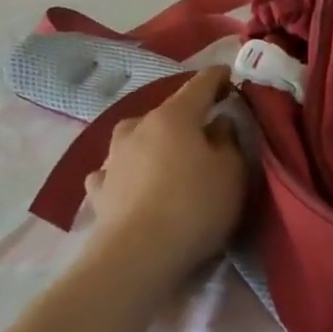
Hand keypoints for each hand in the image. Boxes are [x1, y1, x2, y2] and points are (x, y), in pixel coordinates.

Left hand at [82, 66, 246, 287]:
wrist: (139, 256)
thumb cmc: (196, 205)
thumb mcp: (233, 171)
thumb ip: (230, 140)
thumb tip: (219, 122)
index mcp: (173, 117)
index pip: (199, 85)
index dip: (217, 78)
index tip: (230, 75)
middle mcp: (136, 128)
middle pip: (165, 113)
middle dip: (185, 117)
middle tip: (205, 131)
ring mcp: (112, 159)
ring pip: (136, 139)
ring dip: (153, 142)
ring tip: (168, 157)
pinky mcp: (99, 191)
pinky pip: (116, 171)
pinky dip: (127, 171)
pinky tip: (131, 182)